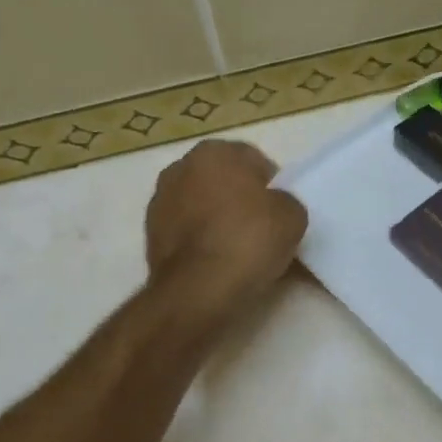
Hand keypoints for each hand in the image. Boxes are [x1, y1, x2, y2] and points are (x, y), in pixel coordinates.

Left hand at [145, 140, 307, 310]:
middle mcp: (181, 167)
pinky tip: (216, 262)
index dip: (271, 186)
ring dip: (217, 219)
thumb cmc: (248, 240)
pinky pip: (187, 231)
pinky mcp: (149, 235)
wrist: (198, 291)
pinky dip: (200, 241)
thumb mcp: (293, 216)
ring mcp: (160, 201)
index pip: (253, 161)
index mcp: (214, 151)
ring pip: (202, 205)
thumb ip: (284, 202)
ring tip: (238, 249)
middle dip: (239, 198)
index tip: (279, 212)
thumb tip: (274, 208)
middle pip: (223, 180)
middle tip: (261, 228)